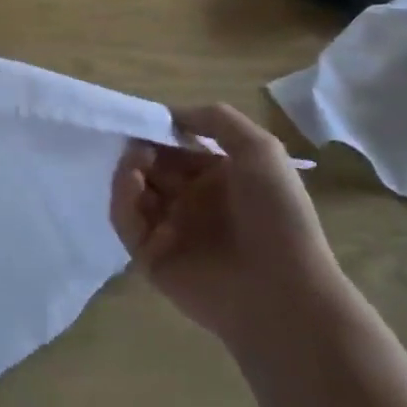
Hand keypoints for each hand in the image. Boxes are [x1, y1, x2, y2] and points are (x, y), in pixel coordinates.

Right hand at [111, 104, 340, 341]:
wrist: (284, 293)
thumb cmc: (277, 215)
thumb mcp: (260, 149)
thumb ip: (216, 120)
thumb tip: (170, 113)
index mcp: (218, 179)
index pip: (177, 148)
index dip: (161, 132)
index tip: (146, 118)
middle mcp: (192, 203)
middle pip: (152, 167)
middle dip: (141, 149)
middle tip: (135, 141)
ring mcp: (170, 231)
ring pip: (134, 192)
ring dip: (129, 170)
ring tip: (136, 162)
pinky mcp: (150, 257)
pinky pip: (126, 221)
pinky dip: (121, 198)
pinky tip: (131, 181)